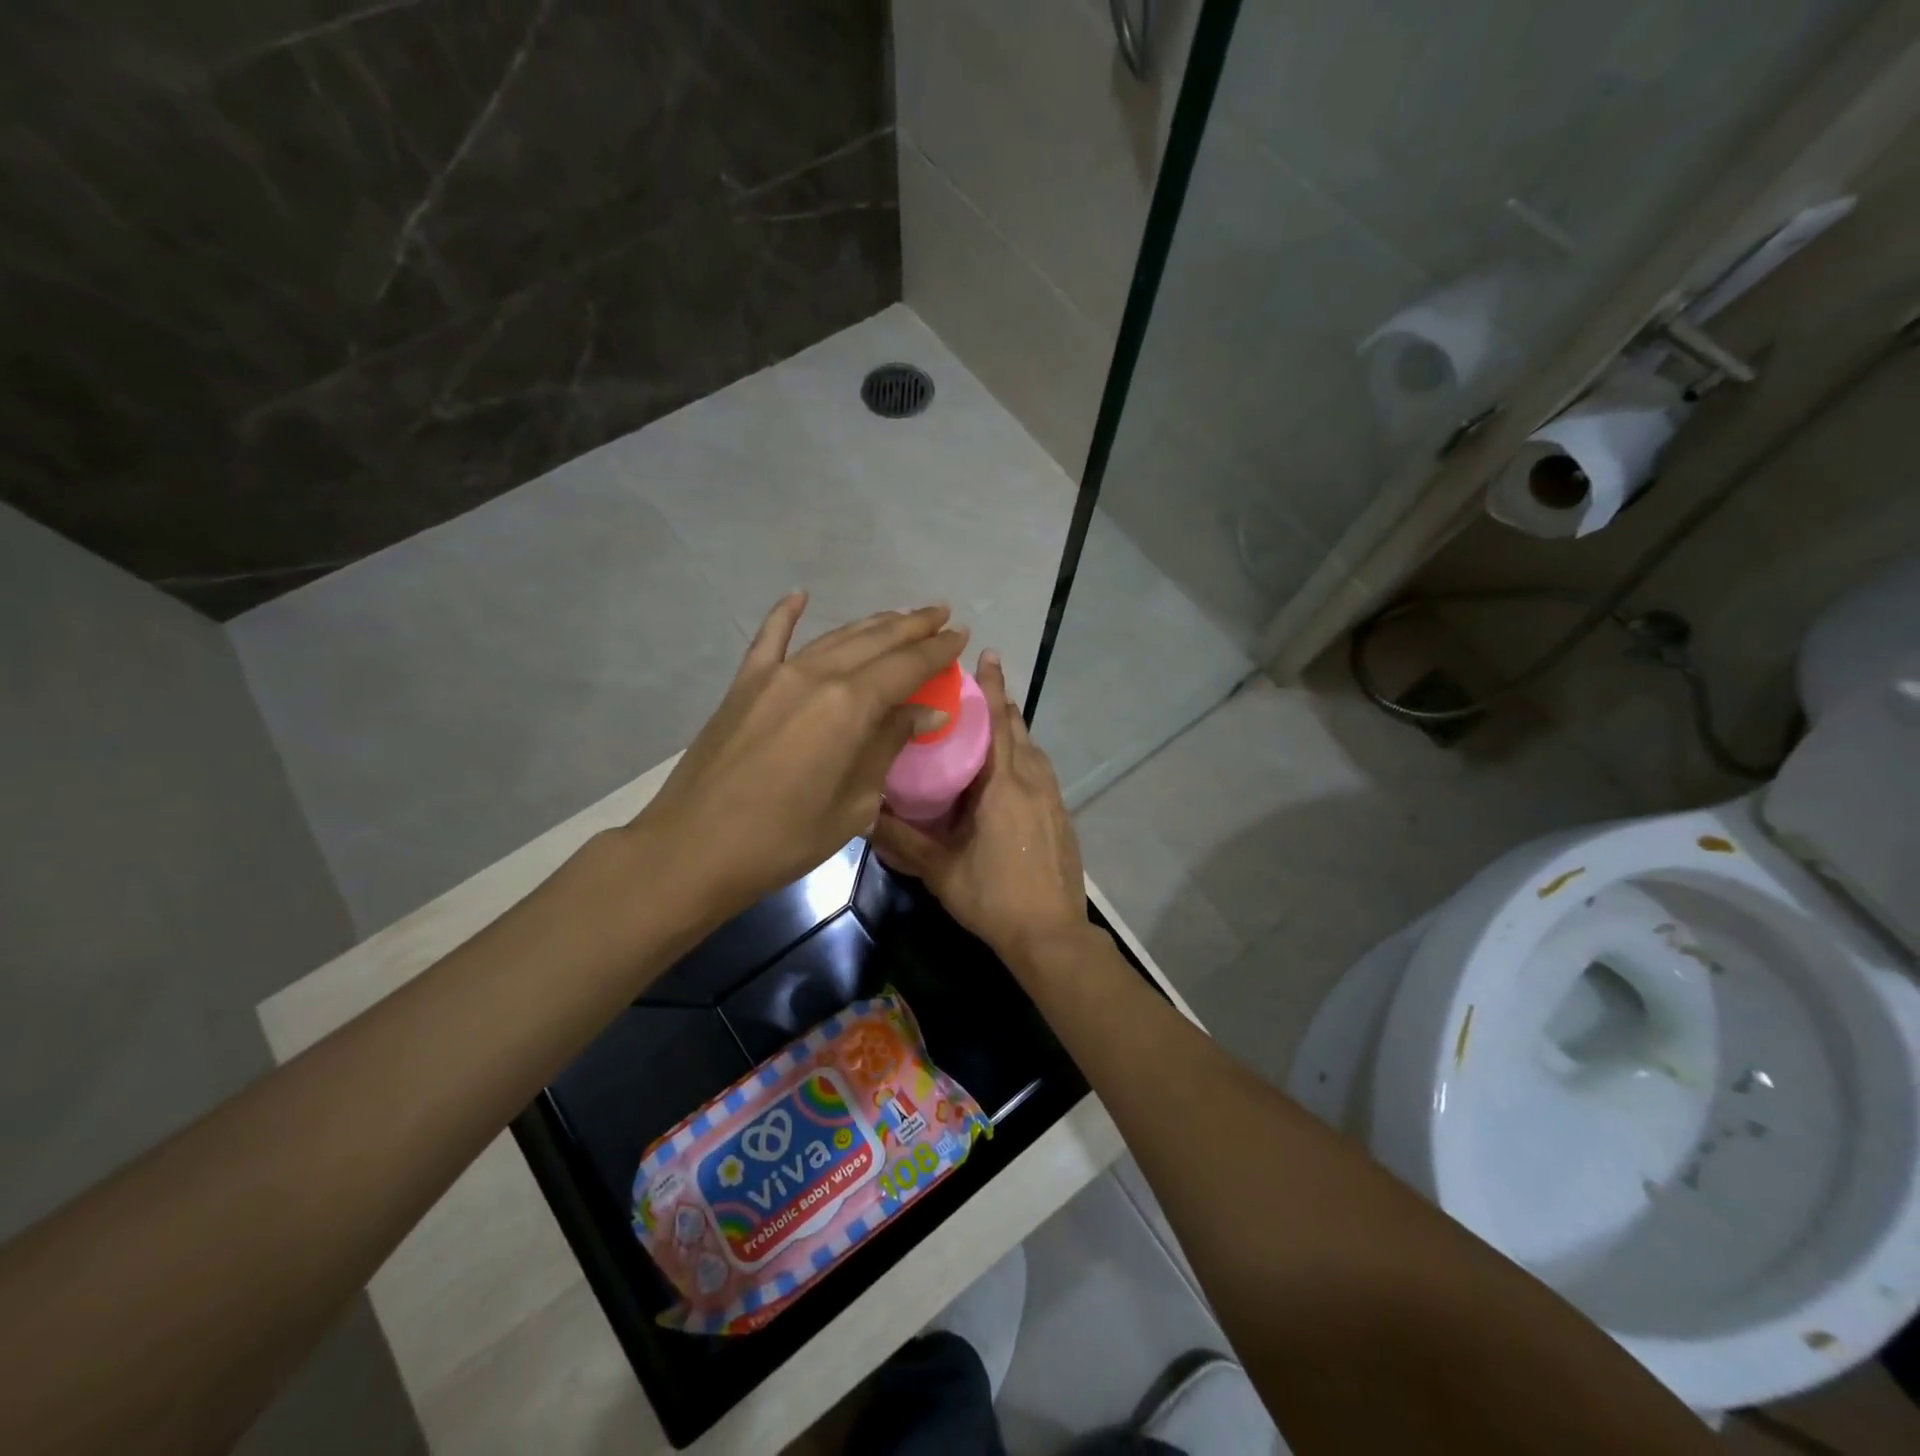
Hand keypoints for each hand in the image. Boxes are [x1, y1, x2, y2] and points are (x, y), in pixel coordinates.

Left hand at [634, 593, 965, 918]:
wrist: (693, 848)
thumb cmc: (784, 839)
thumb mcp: (854, 803)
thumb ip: (888, 746)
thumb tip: (925, 711)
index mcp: (849, 705)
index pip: (906, 666)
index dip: (937, 649)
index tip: (961, 634)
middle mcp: (816, 675)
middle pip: (874, 642)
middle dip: (912, 626)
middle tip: (941, 615)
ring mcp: (775, 675)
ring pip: (834, 637)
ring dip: (871, 624)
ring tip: (899, 616)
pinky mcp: (743, 685)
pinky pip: (770, 638)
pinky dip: (786, 614)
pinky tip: (800, 595)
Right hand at [871, 650, 1088, 968]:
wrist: (1051, 935)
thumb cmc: (993, 897)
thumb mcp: (940, 870)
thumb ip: (902, 840)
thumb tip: (864, 813)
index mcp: (1004, 785)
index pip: (998, 722)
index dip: (993, 687)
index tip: (987, 655)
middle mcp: (1034, 781)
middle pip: (1018, 730)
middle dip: (1000, 706)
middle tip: (974, 691)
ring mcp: (1054, 799)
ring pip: (1033, 752)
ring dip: (1013, 734)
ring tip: (987, 730)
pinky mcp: (1062, 817)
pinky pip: (1041, 774)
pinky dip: (1023, 761)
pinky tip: (1005, 779)